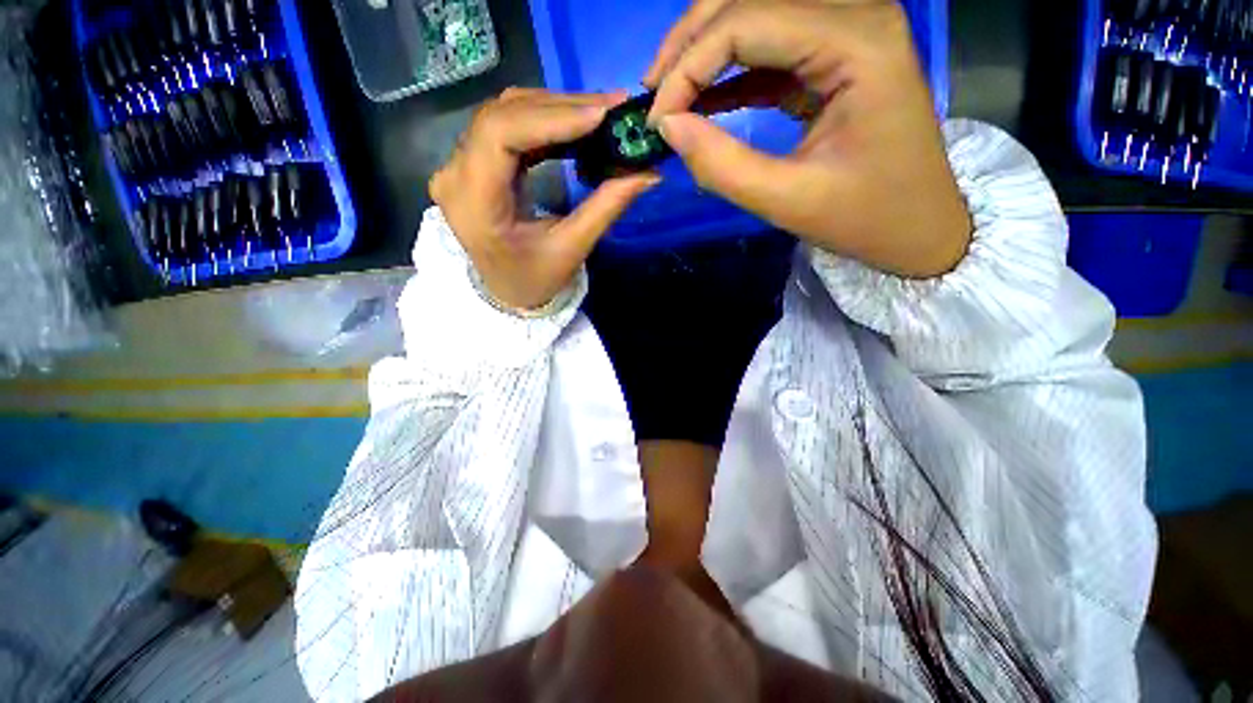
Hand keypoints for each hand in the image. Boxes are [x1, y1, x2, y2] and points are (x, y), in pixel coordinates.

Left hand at [431, 89, 659, 310]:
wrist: (508, 293)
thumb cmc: (535, 280)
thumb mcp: (572, 249)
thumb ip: (607, 207)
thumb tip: (648, 172)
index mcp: (473, 203)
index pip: (500, 135)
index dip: (552, 118)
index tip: (602, 114)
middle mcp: (455, 174)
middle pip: (503, 116)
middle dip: (561, 108)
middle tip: (612, 108)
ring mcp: (459, 165)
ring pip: (506, 114)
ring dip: (555, 110)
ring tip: (600, 114)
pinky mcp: (473, 163)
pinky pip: (508, 127)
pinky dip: (545, 123)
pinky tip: (576, 126)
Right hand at [644, 0, 970, 278]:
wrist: (919, 227)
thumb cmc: (866, 218)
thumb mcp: (787, 201)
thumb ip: (721, 165)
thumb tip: (668, 127)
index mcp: (857, 41)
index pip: (747, 20)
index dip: (689, 66)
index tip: (656, 120)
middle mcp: (856, 13)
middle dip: (690, 44)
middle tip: (653, 94)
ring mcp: (847, 30)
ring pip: (756, 14)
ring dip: (706, 52)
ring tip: (671, 96)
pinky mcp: (834, 56)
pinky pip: (770, 47)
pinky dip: (730, 71)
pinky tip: (703, 101)